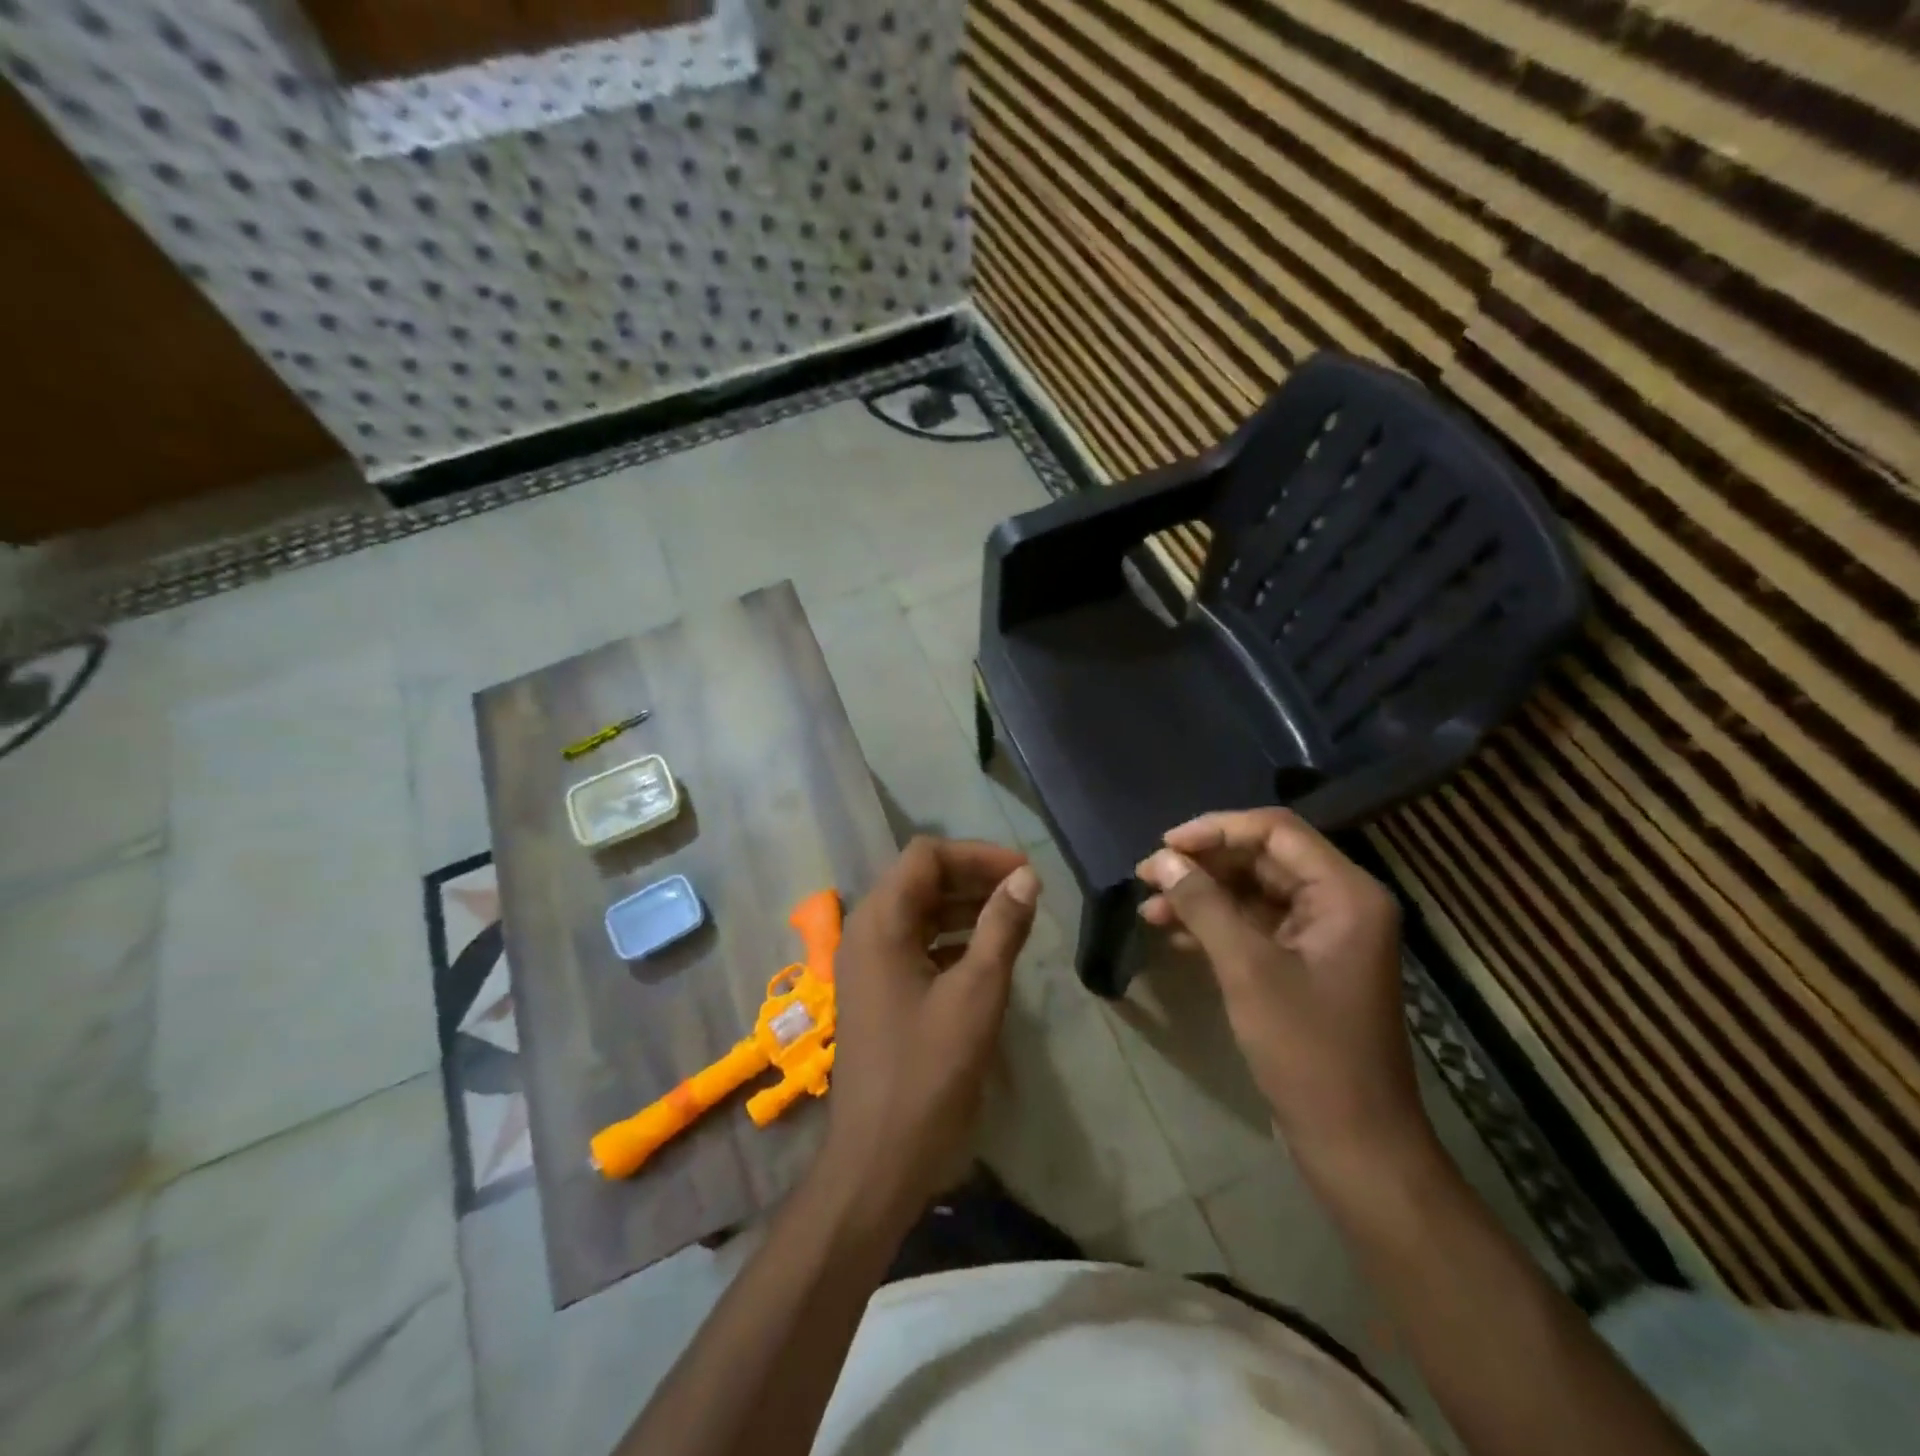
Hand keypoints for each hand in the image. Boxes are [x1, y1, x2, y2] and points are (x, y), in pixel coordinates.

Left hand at [824, 837, 1039, 1216]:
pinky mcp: (878, 990)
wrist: (879, 1159)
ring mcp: (868, 963)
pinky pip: (916, 944)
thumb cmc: (929, 1072)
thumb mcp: (977, 993)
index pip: (926, 856)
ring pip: (919, 911)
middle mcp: (866, 932)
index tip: (1023, 873)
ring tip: (1014, 918)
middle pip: (920, 879)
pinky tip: (987, 954)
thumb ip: (1001, 927)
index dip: (977, 854)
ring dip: (964, 907)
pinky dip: (952, 938)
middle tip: (1024, 892)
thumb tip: (1026, 877)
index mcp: (880, 922)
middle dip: (973, 877)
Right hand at [1135, 809, 1429, 1191]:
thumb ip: (1203, 905)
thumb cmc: (1308, 1051)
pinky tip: (1174, 935)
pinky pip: (1256, 925)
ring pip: (1253, 892)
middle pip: (1263, 858)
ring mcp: (1323, 935)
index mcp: (1345, 893)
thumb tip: (1160, 859)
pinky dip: (1216, 925)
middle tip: (1148, 877)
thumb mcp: (1247, 969)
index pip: (1275, 831)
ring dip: (1202, 896)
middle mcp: (1340, 902)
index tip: (1165, 846)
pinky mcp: (1305, 963)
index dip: (1216, 830)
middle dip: (1203, 865)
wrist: (1354, 1142)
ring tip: (1150, 909)